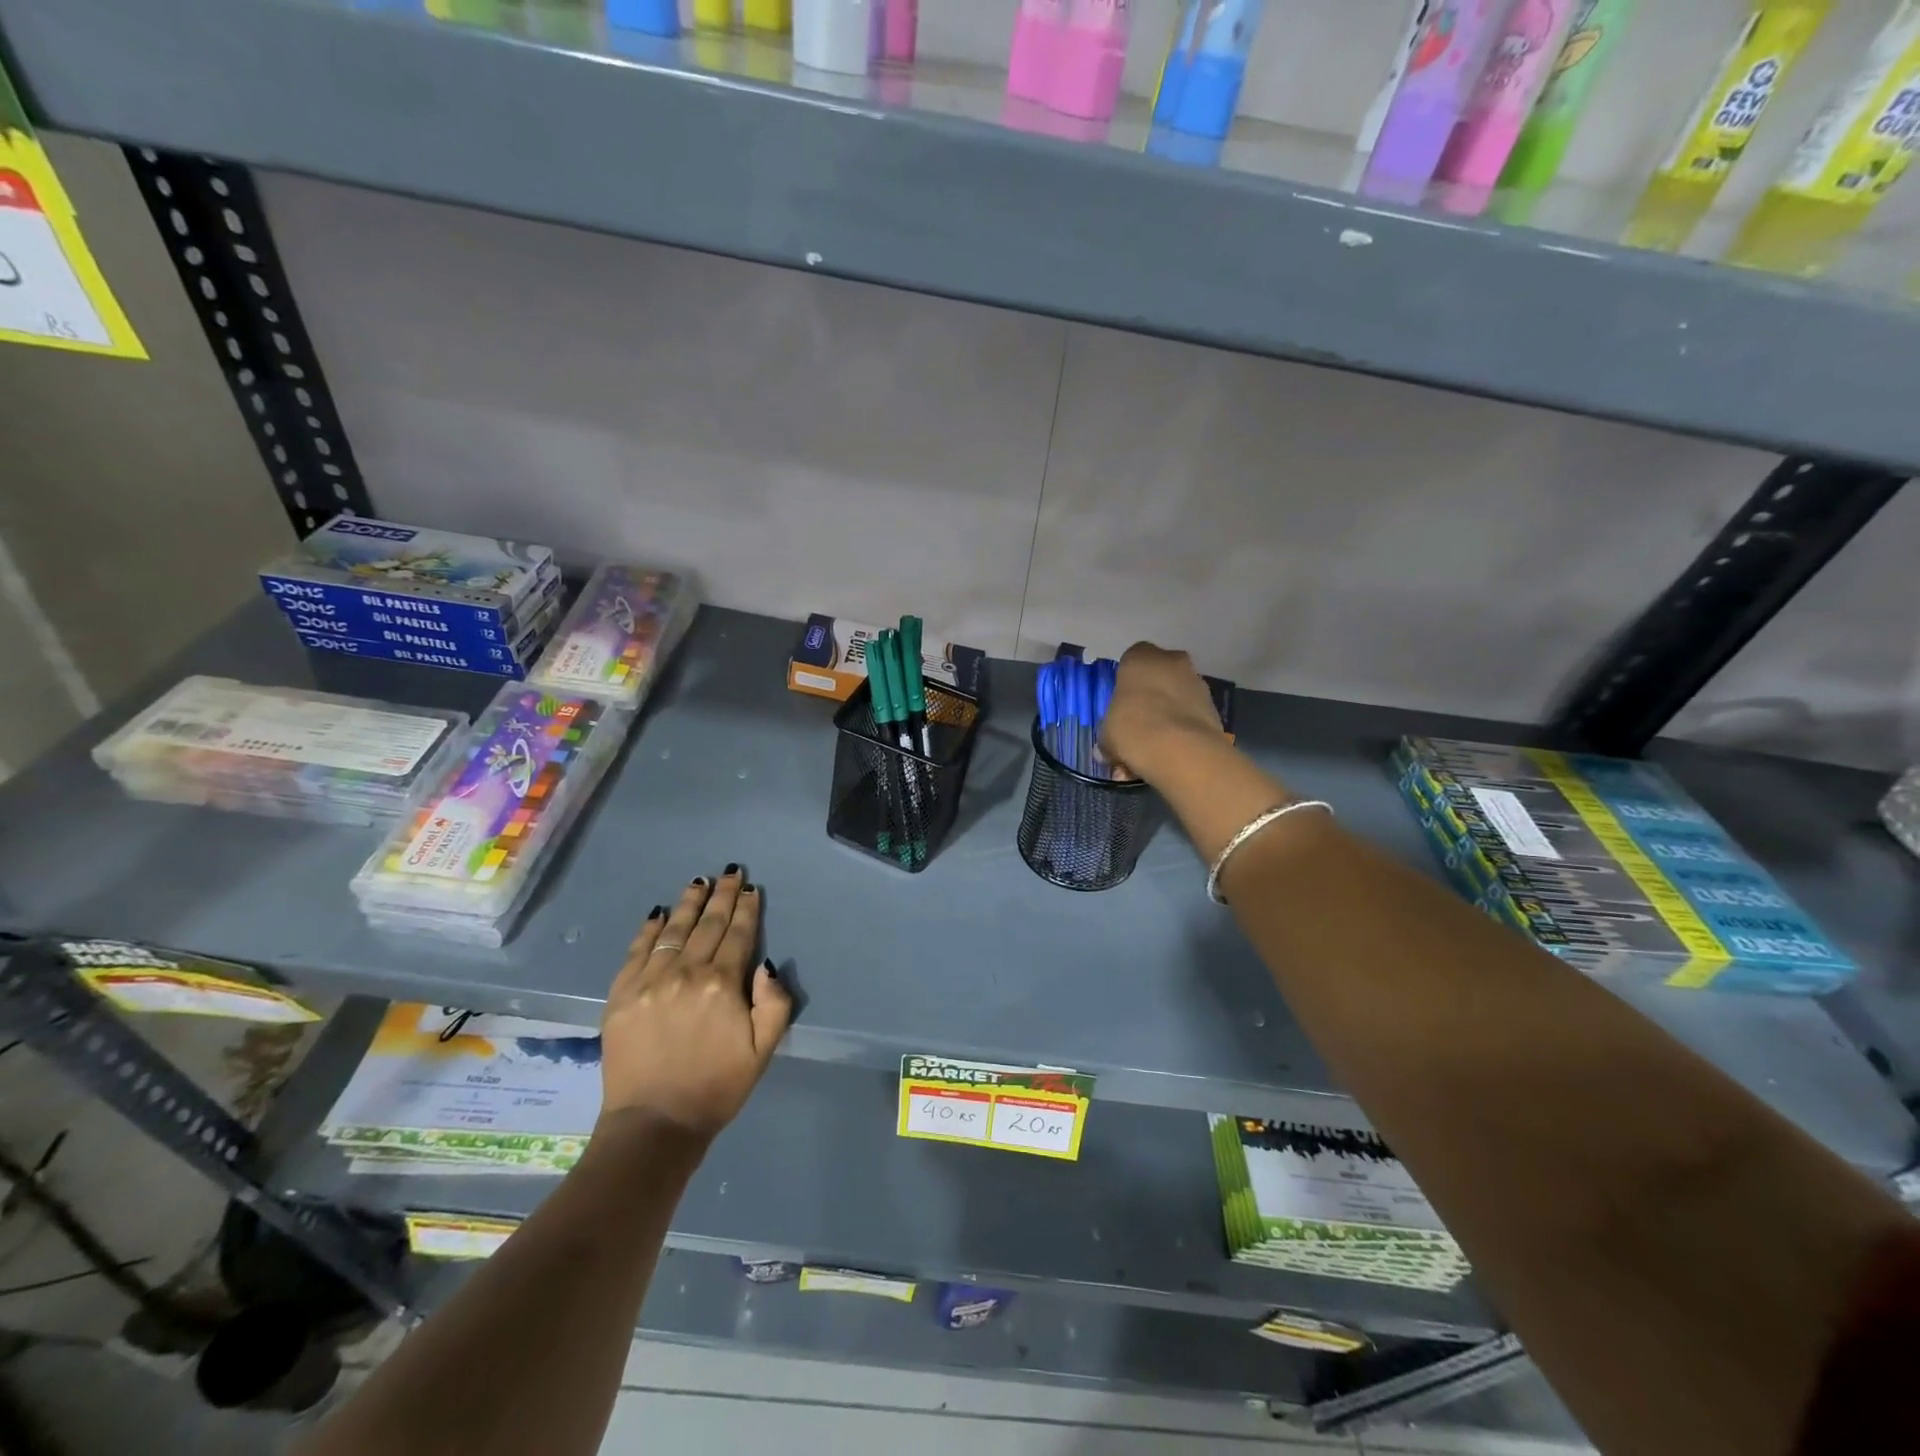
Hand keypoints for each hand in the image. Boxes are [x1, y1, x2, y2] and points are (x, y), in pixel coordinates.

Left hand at [600, 867, 792, 1141]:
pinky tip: (659, 913)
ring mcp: (649, 980)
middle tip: (731, 872)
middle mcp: (685, 972)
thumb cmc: (717, 1086)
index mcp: (722, 984)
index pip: (738, 935)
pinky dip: (650, 928)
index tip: (751, 889)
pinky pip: (637, 950)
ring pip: (674, 930)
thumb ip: (774, 1003)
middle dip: (722, 895)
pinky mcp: (620, 994)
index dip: (747, 909)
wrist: (654, 1124)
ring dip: (689, 903)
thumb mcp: (764, 1050)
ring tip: (699, 881)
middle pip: (708, 924)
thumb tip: (766, 964)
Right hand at [1100, 642, 1228, 783]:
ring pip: (1177, 696)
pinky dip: (1183, 731)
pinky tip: (1171, 755)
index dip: (1127, 682)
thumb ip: (1109, 734)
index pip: (1132, 659)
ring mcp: (1197, 682)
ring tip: (1155, 749)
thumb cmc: (1133, 729)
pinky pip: (1192, 716)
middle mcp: (1172, 661)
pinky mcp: (1214, 707)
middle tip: (1139, 725)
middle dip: (1151, 697)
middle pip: (1159, 675)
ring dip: (1169, 715)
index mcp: (1140, 658)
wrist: (1181, 750)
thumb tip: (1110, 748)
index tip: (1123, 704)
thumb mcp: (1106, 734)